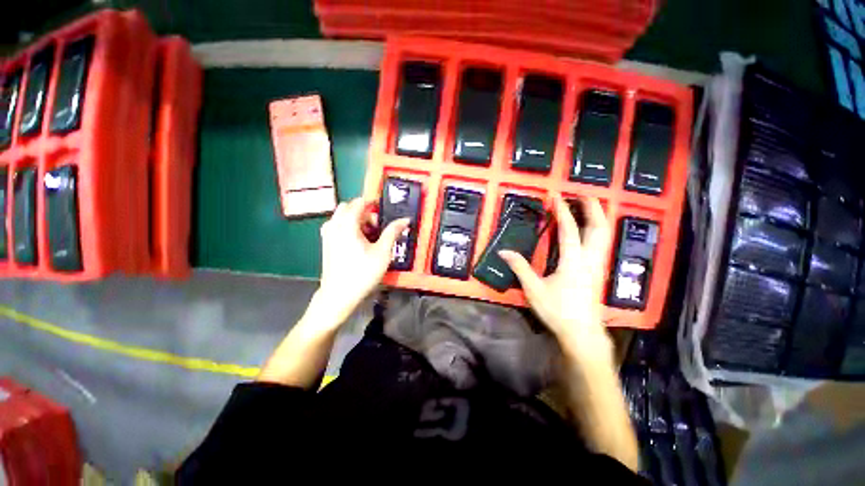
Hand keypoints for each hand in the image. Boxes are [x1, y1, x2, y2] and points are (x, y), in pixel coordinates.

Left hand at [316, 198, 408, 325]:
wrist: (339, 295)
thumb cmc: (362, 273)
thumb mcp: (383, 252)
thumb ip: (393, 232)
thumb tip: (405, 220)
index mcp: (347, 224)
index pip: (359, 202)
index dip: (373, 204)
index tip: (384, 211)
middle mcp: (334, 225)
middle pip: (350, 208)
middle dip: (365, 213)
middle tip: (378, 226)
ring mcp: (328, 234)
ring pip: (343, 217)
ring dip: (357, 221)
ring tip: (370, 236)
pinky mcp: (327, 243)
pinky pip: (338, 227)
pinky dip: (349, 228)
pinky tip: (360, 243)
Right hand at [500, 195, 611, 354]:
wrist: (581, 332)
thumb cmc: (558, 310)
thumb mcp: (534, 289)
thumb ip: (519, 267)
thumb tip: (503, 251)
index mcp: (572, 261)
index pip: (569, 229)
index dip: (563, 211)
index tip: (557, 196)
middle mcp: (589, 259)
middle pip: (598, 228)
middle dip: (592, 208)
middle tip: (584, 194)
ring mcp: (596, 266)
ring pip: (604, 236)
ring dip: (598, 217)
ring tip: (590, 207)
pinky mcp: (597, 272)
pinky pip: (601, 245)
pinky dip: (597, 231)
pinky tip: (591, 231)